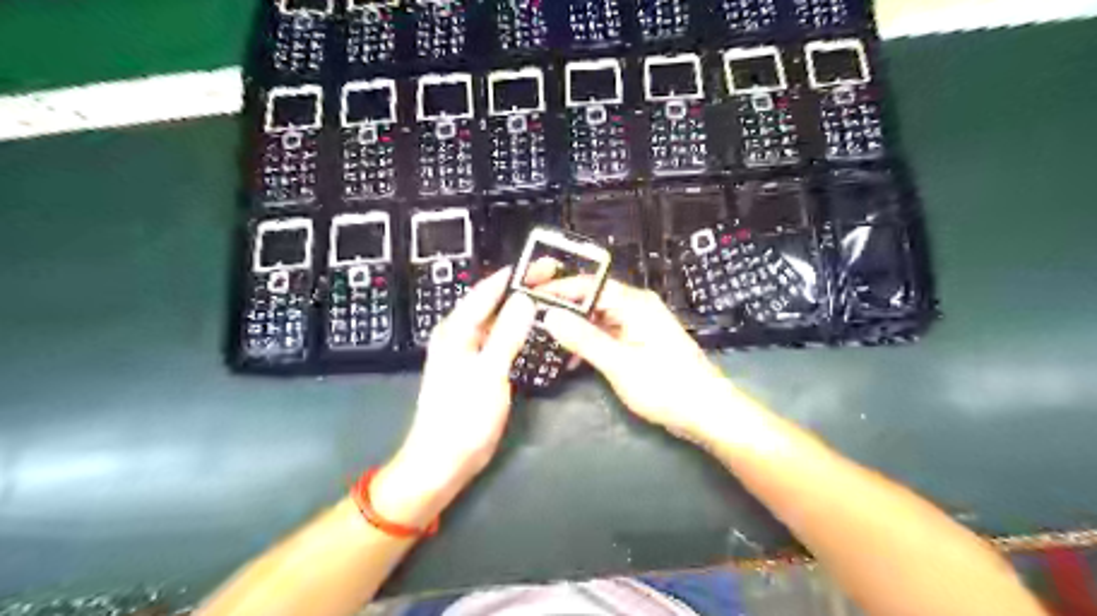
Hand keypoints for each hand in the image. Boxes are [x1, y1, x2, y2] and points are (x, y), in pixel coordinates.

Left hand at [373, 270, 534, 524]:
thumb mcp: (488, 374)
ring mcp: (469, 353)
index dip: (516, 275)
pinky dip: (519, 332)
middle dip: (523, 289)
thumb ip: (506, 334)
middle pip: (494, 303)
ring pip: (499, 321)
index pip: (488, 290)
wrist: (443, 461)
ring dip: (522, 310)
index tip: (544, 264)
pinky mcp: (478, 369)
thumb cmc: (462, 418)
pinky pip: (501, 340)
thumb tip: (524, 299)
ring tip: (551, 301)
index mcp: (456, 330)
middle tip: (554, 281)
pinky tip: (536, 332)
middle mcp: (460, 335)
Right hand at [541, 280, 731, 442]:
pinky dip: (588, 345)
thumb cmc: (666, 386)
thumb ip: (584, 339)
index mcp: (633, 303)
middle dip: (561, 311)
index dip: (555, 289)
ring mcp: (637, 325)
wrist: (707, 412)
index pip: (586, 286)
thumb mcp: (620, 364)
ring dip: (573, 331)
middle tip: (528, 323)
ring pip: (596, 319)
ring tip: (542, 343)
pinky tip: (570, 361)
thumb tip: (549, 315)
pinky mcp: (638, 343)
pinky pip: (606, 335)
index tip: (525, 296)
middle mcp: (635, 307)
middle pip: (590, 300)